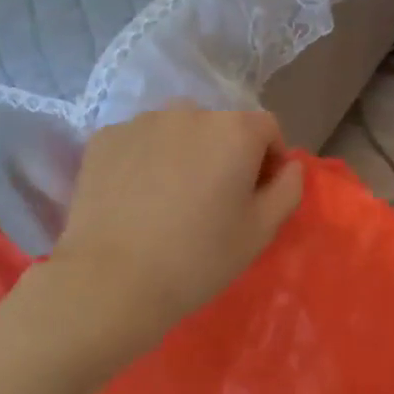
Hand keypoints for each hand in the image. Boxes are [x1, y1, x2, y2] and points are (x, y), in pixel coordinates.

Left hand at [49, 104, 303, 338]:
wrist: (111, 281)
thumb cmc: (198, 258)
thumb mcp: (261, 231)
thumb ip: (288, 189)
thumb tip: (289, 166)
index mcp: (234, 130)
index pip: (267, 128)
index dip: (270, 159)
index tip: (258, 195)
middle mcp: (189, 111)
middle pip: (220, 126)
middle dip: (226, 154)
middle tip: (214, 200)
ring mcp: (141, 122)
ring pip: (178, 131)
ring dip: (185, 154)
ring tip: (172, 198)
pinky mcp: (104, 138)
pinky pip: (140, 142)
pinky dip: (146, 160)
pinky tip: (137, 199)